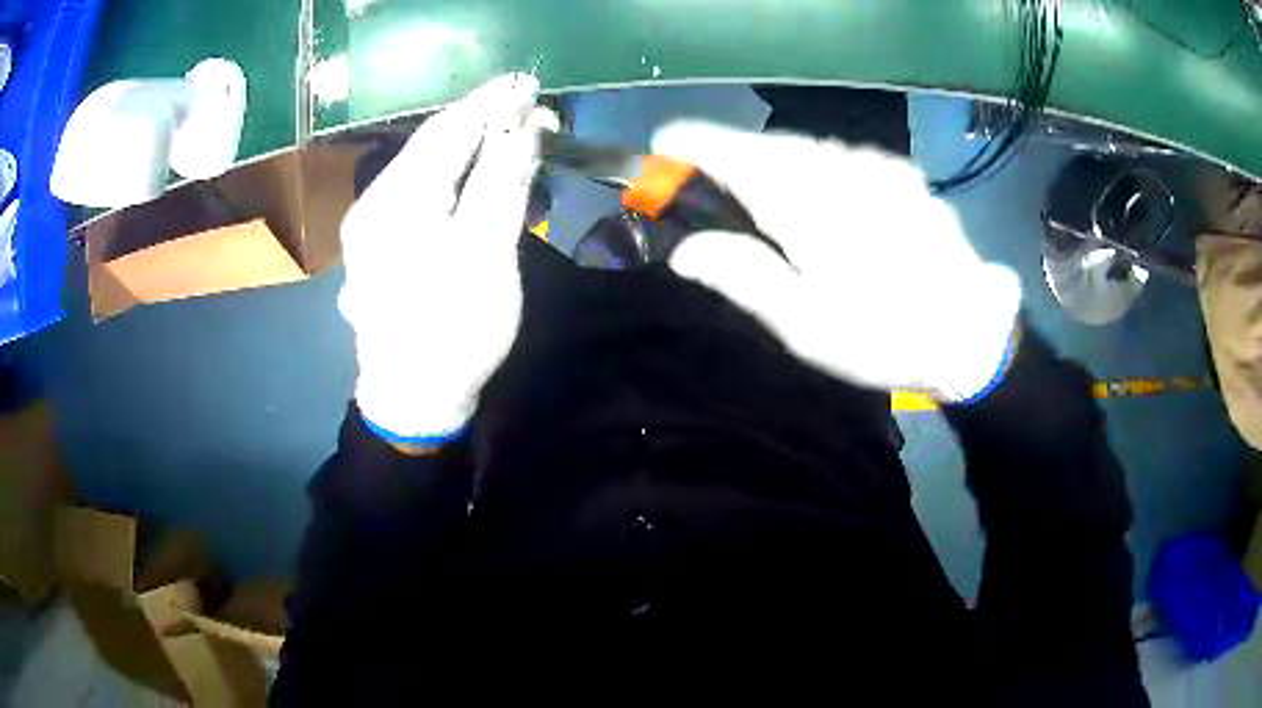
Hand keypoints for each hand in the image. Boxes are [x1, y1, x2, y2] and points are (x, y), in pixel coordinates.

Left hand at [338, 73, 545, 444]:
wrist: (413, 398)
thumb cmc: (454, 330)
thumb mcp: (486, 255)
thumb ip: (502, 183)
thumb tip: (523, 126)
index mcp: (396, 203)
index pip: (447, 132)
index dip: (489, 104)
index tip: (526, 83)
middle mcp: (373, 204)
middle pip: (430, 145)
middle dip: (479, 119)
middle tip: (526, 105)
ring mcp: (370, 226)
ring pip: (423, 167)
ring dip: (466, 144)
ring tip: (507, 130)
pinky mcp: (378, 244)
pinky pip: (417, 192)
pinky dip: (450, 173)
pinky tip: (472, 171)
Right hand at [651, 121, 1021, 401]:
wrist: (971, 332)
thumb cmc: (883, 336)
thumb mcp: (804, 325)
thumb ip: (742, 277)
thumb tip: (686, 250)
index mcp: (806, 200)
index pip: (730, 150)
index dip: (688, 145)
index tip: (660, 153)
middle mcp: (839, 165)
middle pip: (765, 146)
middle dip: (730, 160)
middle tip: (711, 192)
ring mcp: (875, 164)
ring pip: (805, 149)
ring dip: (775, 165)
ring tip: (769, 205)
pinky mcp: (901, 173)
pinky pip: (841, 159)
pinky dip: (817, 170)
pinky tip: (826, 205)